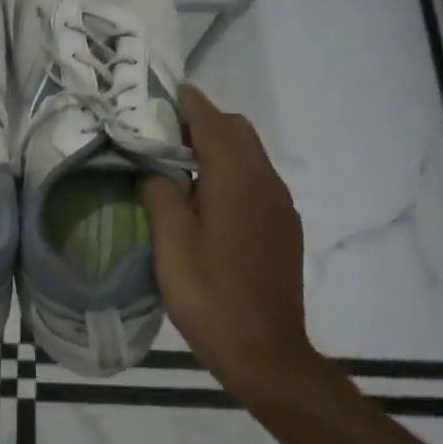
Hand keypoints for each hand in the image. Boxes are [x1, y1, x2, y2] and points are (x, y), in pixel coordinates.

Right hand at [142, 85, 319, 399]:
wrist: (266, 352)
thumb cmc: (209, 294)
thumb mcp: (170, 243)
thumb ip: (160, 194)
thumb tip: (156, 171)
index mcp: (236, 178)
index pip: (213, 122)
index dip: (190, 103)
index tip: (168, 90)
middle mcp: (266, 182)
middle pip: (238, 131)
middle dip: (205, 122)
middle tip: (165, 134)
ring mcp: (281, 205)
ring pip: (251, 155)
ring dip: (219, 147)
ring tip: (181, 165)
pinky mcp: (285, 227)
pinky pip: (258, 180)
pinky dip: (233, 171)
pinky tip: (208, 200)